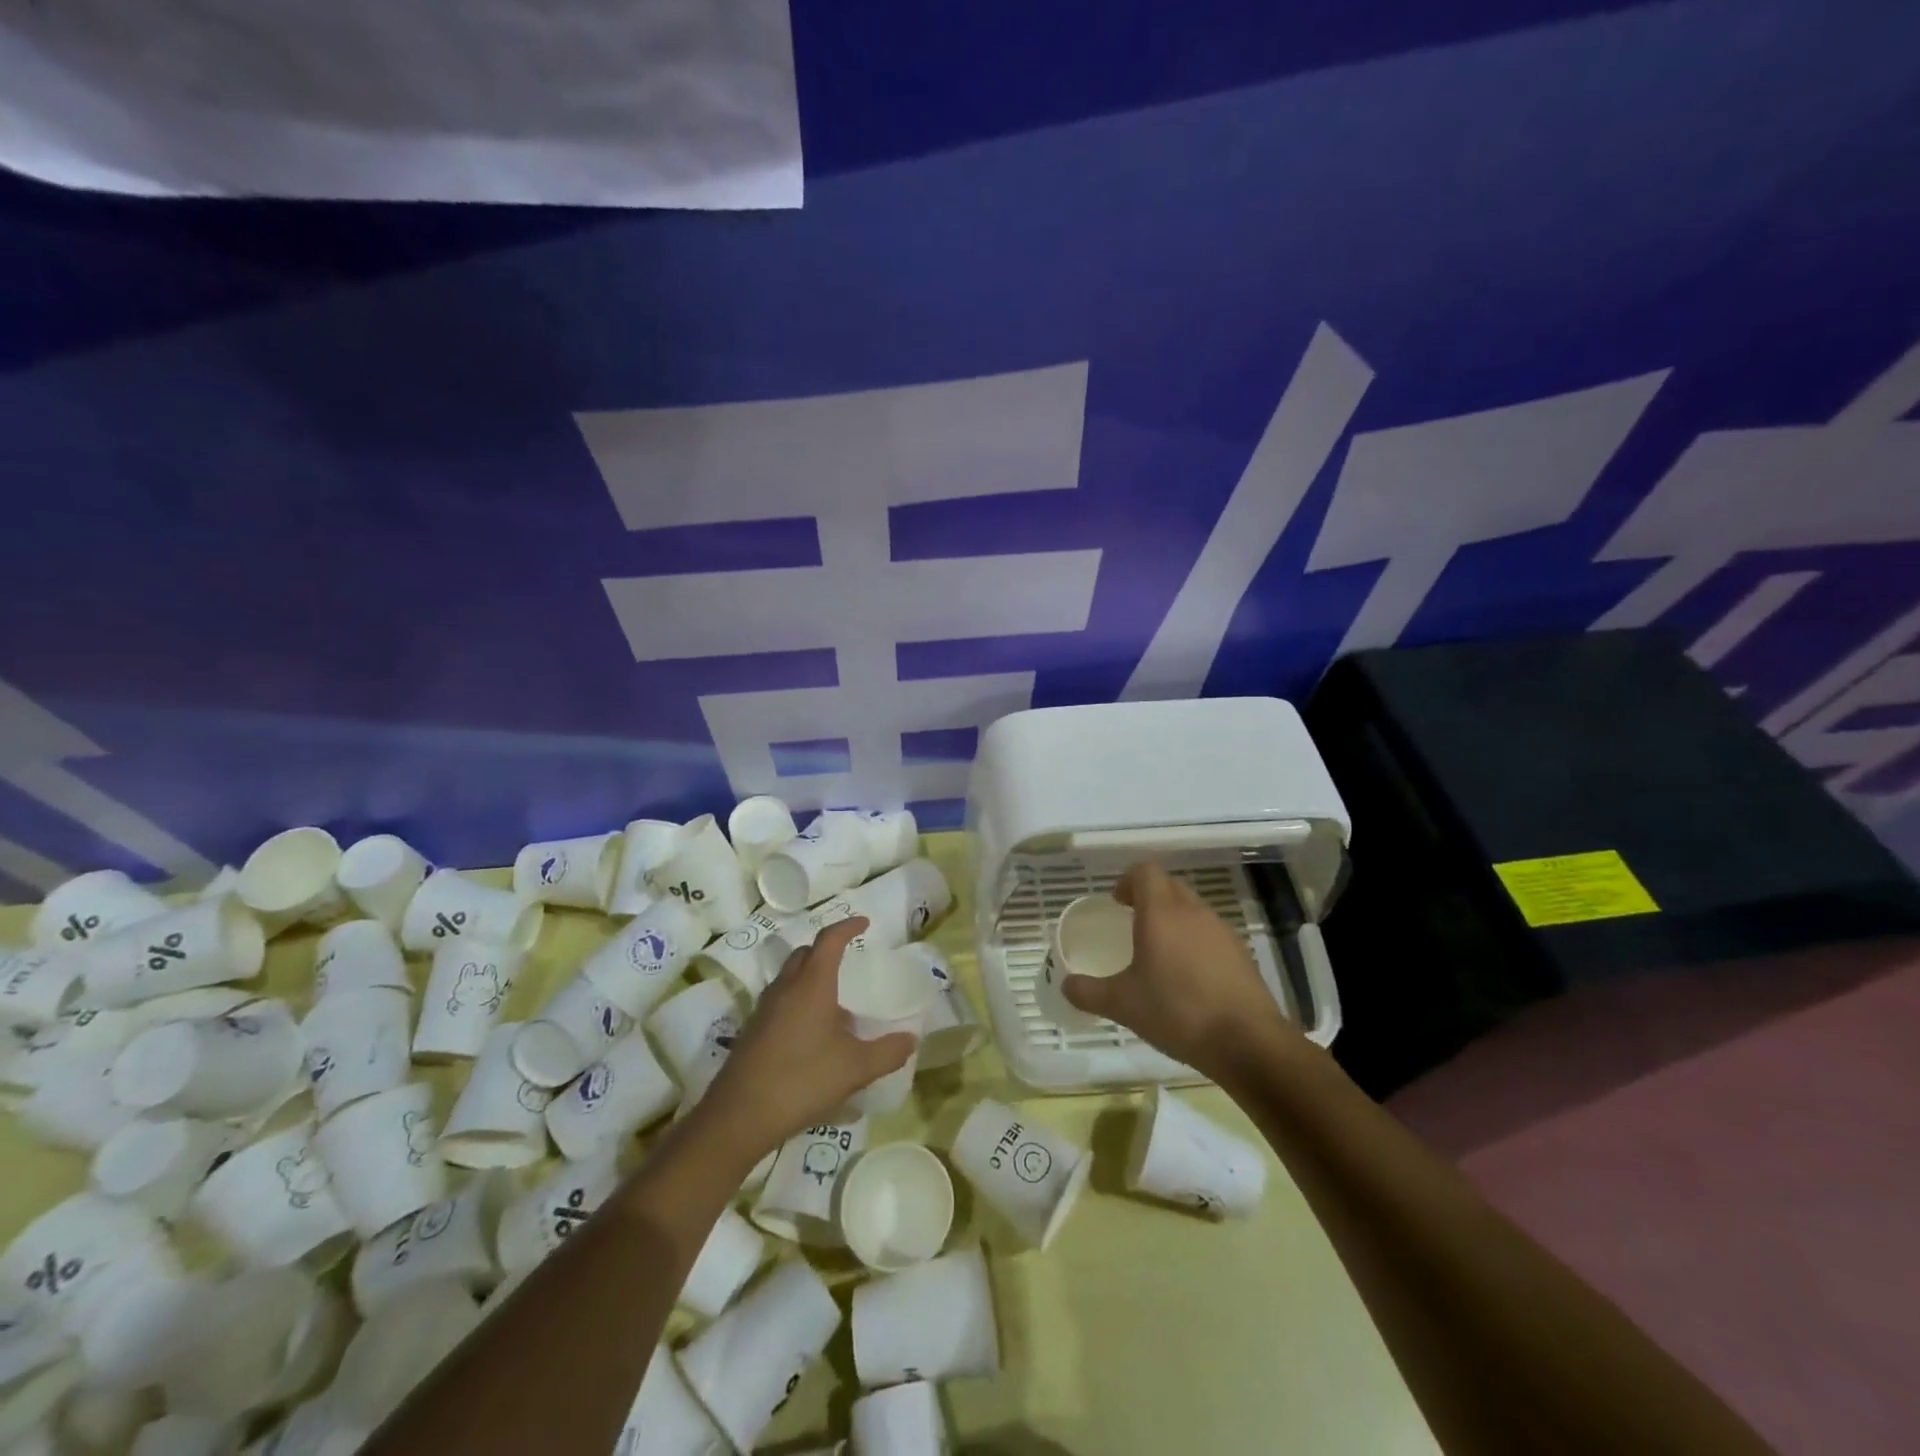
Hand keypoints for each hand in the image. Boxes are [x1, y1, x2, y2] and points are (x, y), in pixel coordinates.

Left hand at [699, 917, 915, 1155]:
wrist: (740, 1116)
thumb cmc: (802, 1080)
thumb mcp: (855, 1068)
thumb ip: (887, 1052)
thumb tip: (911, 1039)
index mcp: (811, 984)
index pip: (829, 940)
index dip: (847, 927)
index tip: (864, 923)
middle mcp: (785, 988)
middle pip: (804, 954)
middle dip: (826, 949)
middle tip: (847, 957)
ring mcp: (765, 1009)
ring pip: (789, 977)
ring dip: (810, 976)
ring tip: (834, 1000)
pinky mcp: (753, 1031)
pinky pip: (780, 1001)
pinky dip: (798, 1000)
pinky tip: (812, 1032)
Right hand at [1061, 861, 1299, 1078]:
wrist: (1247, 1042)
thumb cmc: (1177, 1012)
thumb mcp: (1122, 1005)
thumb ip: (1088, 992)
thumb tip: (1065, 985)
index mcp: (1161, 913)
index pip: (1145, 871)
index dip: (1128, 880)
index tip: (1117, 902)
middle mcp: (1193, 912)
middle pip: (1169, 886)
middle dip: (1149, 897)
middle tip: (1132, 922)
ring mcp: (1221, 931)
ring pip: (1192, 909)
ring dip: (1174, 919)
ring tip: (1159, 952)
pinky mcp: (1241, 954)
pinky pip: (1211, 933)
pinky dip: (1195, 942)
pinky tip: (1189, 977)